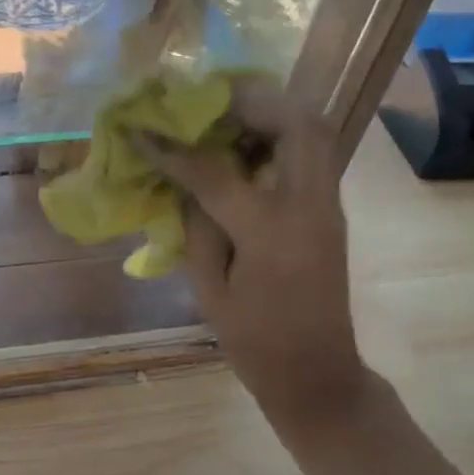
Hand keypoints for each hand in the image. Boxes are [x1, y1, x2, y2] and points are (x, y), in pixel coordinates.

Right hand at [138, 78, 367, 427]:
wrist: (318, 374)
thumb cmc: (255, 342)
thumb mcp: (209, 289)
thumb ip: (197, 225)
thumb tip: (184, 177)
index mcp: (270, 233)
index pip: (216, 172)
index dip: (174, 148)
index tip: (143, 128)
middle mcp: (309, 207)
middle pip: (296, 124)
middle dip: (250, 100)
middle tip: (206, 101)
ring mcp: (328, 206)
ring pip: (315, 130)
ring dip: (270, 111)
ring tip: (224, 114)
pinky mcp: (330, 209)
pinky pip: (311, 151)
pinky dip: (279, 133)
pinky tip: (243, 144)